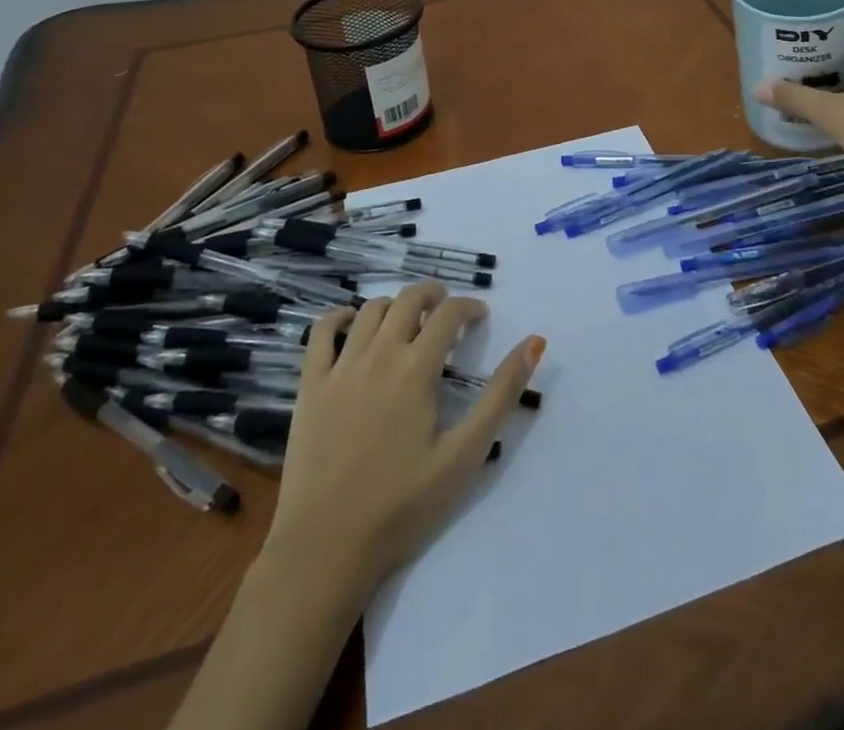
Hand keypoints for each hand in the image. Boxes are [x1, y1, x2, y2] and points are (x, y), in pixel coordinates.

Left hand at [261, 282, 543, 596]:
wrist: (324, 551)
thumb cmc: (402, 507)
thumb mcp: (464, 455)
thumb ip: (501, 395)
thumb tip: (534, 343)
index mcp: (416, 369)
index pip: (449, 313)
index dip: (470, 307)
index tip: (480, 318)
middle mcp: (378, 355)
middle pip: (409, 298)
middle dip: (434, 294)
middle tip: (447, 309)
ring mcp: (339, 368)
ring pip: (370, 309)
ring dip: (395, 304)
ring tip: (408, 321)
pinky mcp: (309, 386)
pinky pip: (321, 331)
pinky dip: (340, 316)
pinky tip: (352, 325)